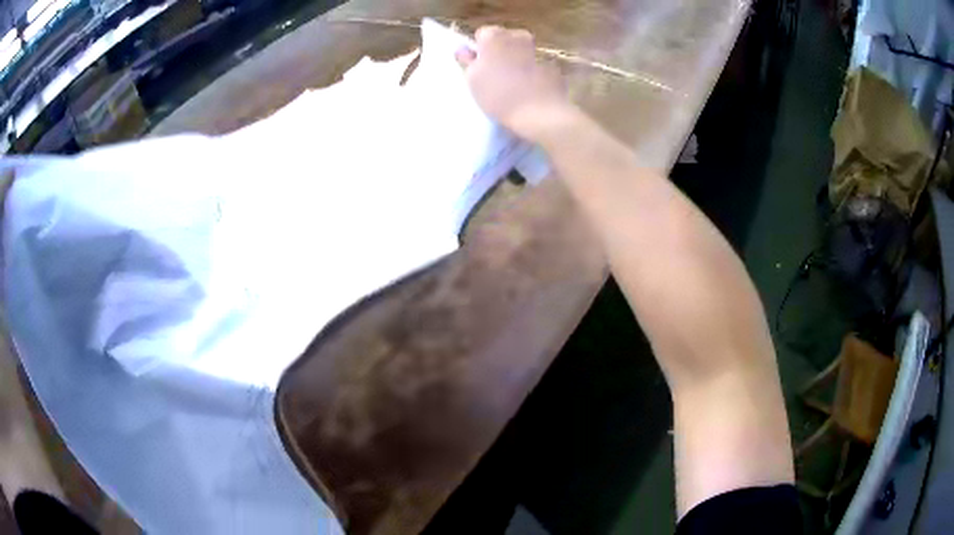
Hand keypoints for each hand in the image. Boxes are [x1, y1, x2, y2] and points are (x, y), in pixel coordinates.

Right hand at [456, 26, 574, 142]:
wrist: (540, 113)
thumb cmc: (498, 94)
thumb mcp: (472, 79)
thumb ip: (467, 61)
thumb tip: (463, 49)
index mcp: (494, 36)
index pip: (482, 33)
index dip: (479, 49)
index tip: (479, 65)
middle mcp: (517, 37)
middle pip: (505, 39)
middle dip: (500, 51)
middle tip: (493, 74)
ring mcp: (538, 51)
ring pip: (522, 51)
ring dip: (516, 61)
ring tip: (512, 85)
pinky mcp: (553, 67)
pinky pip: (537, 66)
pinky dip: (532, 74)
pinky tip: (529, 91)